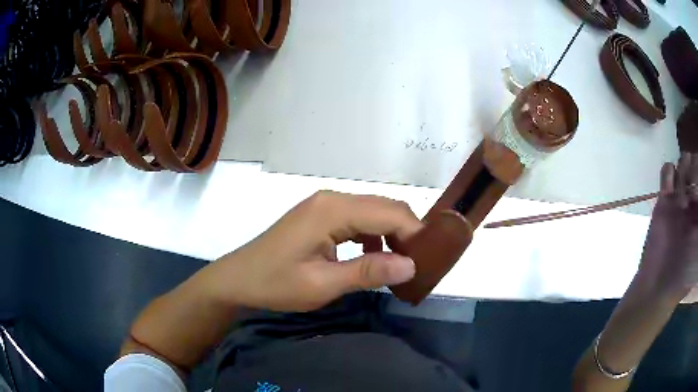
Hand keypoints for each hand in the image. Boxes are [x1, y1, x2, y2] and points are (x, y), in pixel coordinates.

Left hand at [205, 191, 422, 311]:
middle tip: (419, 264)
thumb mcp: (323, 284)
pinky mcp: (320, 217)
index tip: (429, 260)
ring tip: (400, 265)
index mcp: (333, 210)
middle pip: (384, 208)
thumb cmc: (276, 283)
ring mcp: (325, 206)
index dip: (415, 233)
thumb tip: (411, 266)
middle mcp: (332, 200)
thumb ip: (368, 272)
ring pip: (373, 213)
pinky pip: (357, 221)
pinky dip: (372, 238)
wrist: (239, 279)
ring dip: (390, 236)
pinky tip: (373, 260)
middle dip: (406, 233)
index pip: (389, 212)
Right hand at [638, 155, 697, 299]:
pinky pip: (667, 171)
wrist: (657, 287)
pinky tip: (669, 189)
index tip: (697, 192)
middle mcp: (693, 200)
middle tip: (691, 189)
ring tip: (681, 196)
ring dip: (683, 170)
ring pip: (683, 163)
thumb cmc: (683, 276)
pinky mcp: (664, 199)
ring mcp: (679, 198)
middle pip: (695, 165)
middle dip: (694, 169)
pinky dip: (668, 173)